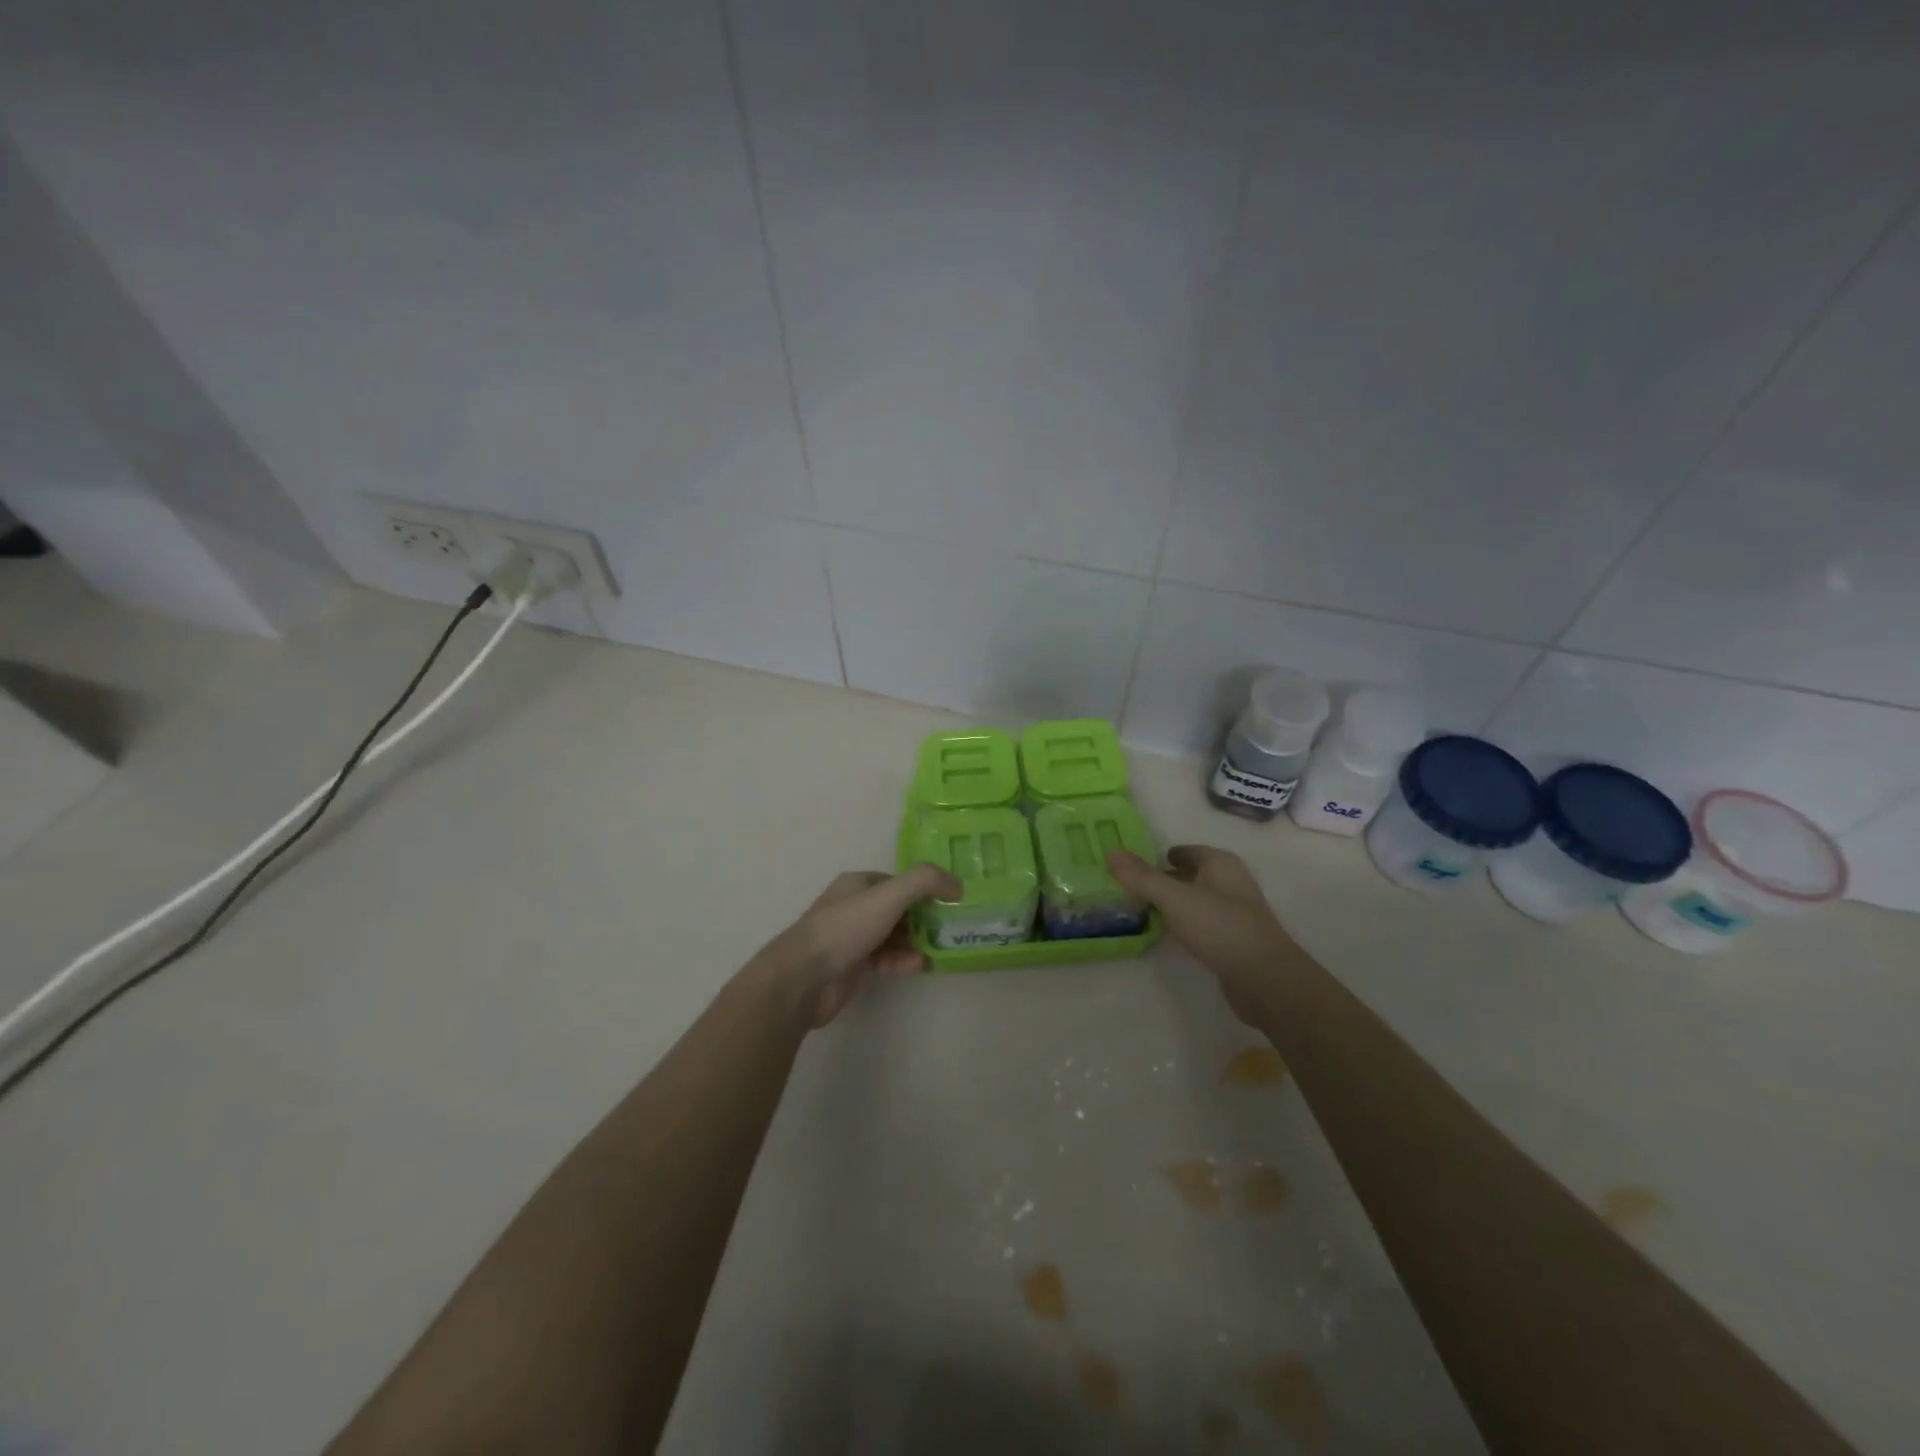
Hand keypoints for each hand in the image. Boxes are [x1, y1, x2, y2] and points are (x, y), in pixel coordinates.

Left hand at [750, 864, 960, 1027]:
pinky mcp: (853, 966)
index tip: (949, 902)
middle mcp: (854, 907)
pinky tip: (919, 965)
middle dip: (923, 917)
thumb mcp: (889, 895)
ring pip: (892, 935)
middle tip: (950, 928)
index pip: (898, 881)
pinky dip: (902, 960)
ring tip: (940, 948)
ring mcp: (852, 938)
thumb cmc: (846, 928)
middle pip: (897, 908)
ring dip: (916, 941)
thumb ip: (925, 882)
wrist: (804, 978)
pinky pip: (885, 960)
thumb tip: (957, 885)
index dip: (923, 889)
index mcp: (857, 884)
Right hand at [1108, 845, 1293, 1023]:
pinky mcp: (1235, 940)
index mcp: (1221, 864)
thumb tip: (1110, 852)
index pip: (1187, 851)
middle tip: (1133, 887)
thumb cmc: (1219, 927)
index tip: (1135, 865)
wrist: (1265, 979)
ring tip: (1144, 909)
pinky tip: (1169, 934)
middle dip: (1166, 879)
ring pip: (1197, 900)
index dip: (1162, 856)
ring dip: (1175, 903)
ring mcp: (1235, 913)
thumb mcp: (1174, 898)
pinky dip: (1185, 924)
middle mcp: (1231, 883)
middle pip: (1192, 875)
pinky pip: (1203, 924)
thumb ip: (1142, 877)